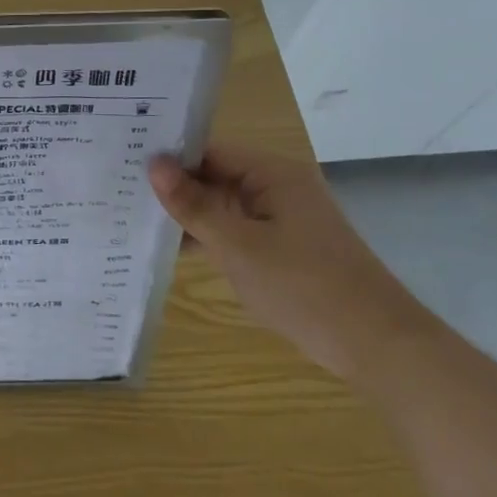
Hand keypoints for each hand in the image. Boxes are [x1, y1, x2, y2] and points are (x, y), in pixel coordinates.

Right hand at [148, 144, 432, 379]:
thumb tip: (153, 164)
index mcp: (273, 173)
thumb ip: (193, 205)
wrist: (377, 345)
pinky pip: (235, 230)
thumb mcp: (238, 246)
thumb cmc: (304, 287)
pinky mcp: (282, 247)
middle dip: (174, 186)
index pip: (210, 151)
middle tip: (120, 189)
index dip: (170, 157)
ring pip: (222, 205)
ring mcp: (281, 219)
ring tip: (133, 215)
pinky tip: (170, 248)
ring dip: (188, 214)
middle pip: (215, 175)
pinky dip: (208, 236)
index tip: (124, 162)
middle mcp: (277, 187)